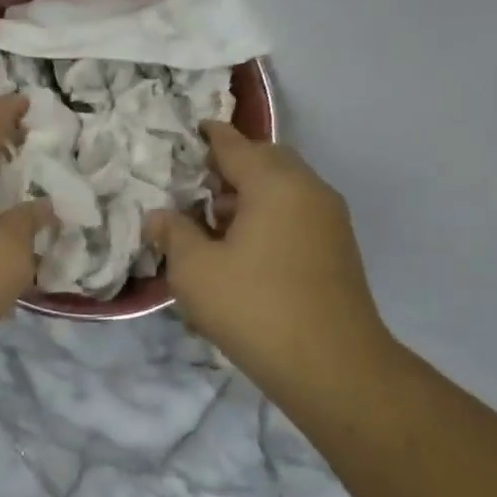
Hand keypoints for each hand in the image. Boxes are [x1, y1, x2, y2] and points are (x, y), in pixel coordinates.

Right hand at [145, 124, 394, 401]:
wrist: (331, 365)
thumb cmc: (253, 307)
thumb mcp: (195, 270)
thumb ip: (173, 233)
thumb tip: (159, 216)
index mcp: (275, 183)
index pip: (235, 145)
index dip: (209, 136)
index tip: (190, 131)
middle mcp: (309, 190)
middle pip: (266, 160)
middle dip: (231, 166)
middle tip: (196, 187)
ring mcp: (330, 220)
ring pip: (284, 189)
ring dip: (250, 195)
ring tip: (215, 224)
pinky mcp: (338, 249)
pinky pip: (297, 214)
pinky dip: (269, 216)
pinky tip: (244, 250)